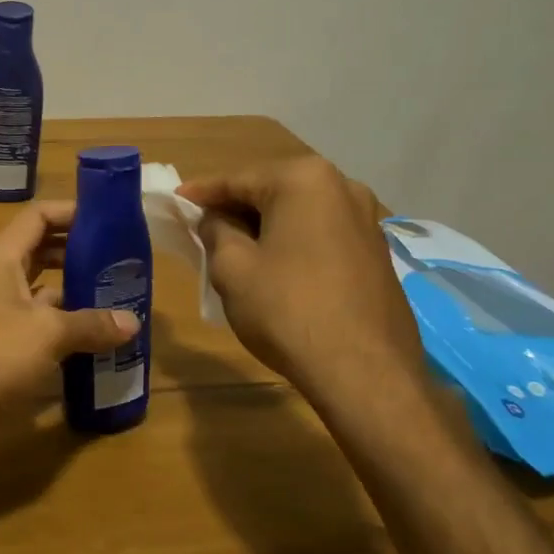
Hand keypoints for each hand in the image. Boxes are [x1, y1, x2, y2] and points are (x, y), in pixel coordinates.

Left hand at [0, 202, 139, 416]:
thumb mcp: (47, 333)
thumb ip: (91, 323)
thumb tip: (133, 322)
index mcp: (1, 256)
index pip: (38, 216)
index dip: (73, 212)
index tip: (110, 220)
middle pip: (41, 248)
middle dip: (79, 250)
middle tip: (120, 259)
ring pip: (40, 286)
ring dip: (74, 288)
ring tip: (116, 294)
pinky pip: (37, 318)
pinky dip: (63, 321)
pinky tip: (94, 334)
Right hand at [178, 156, 423, 397]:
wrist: (365, 373)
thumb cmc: (287, 310)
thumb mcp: (231, 267)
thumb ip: (215, 231)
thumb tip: (215, 219)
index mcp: (303, 180)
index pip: (237, 179)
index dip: (201, 193)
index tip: (175, 201)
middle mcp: (343, 187)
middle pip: (272, 191)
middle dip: (236, 208)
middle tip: (202, 227)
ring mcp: (367, 220)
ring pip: (299, 214)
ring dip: (266, 226)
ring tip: (236, 248)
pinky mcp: (378, 253)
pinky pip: (322, 235)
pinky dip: (294, 243)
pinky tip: (276, 268)